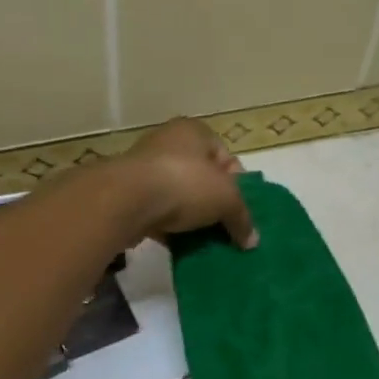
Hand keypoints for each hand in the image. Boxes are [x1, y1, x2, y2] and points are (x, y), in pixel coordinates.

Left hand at [118, 117, 257, 248]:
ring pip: (178, 196)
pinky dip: (170, 228)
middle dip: (214, 204)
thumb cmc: (184, 184)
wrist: (126, 200)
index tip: (241, 210)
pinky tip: (181, 246)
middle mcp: (168, 143)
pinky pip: (158, 213)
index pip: (226, 157)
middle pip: (202, 177)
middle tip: (226, 228)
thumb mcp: (227, 199)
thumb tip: (252, 241)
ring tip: (205, 241)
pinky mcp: (129, 195)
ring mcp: (144, 169)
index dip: (238, 184)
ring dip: (191, 218)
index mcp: (194, 132)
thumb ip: (242, 217)